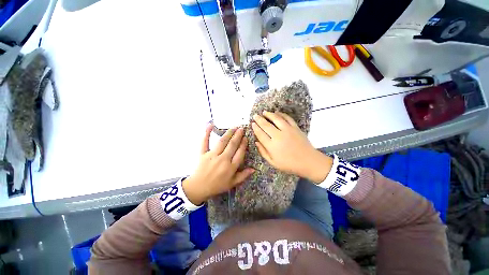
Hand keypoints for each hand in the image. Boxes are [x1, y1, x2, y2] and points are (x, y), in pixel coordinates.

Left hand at [183, 124, 254, 204]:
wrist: (198, 188)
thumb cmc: (217, 186)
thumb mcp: (232, 183)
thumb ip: (243, 176)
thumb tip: (253, 169)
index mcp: (230, 167)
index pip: (240, 153)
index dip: (244, 144)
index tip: (246, 138)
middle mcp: (223, 159)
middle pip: (232, 145)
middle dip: (238, 135)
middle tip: (242, 128)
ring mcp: (212, 155)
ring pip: (222, 141)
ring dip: (229, 133)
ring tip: (234, 127)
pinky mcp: (203, 154)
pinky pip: (204, 142)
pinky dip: (206, 133)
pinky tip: (210, 124)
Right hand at [252, 111, 332, 182]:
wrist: (308, 161)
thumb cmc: (289, 164)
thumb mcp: (273, 162)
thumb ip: (263, 152)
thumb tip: (256, 142)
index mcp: (272, 146)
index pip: (260, 134)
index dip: (255, 128)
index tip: (252, 123)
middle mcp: (278, 136)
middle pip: (266, 125)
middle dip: (259, 119)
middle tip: (255, 115)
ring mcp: (287, 130)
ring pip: (276, 119)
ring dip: (269, 114)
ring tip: (264, 112)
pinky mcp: (295, 127)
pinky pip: (287, 118)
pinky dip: (281, 114)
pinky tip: (277, 112)